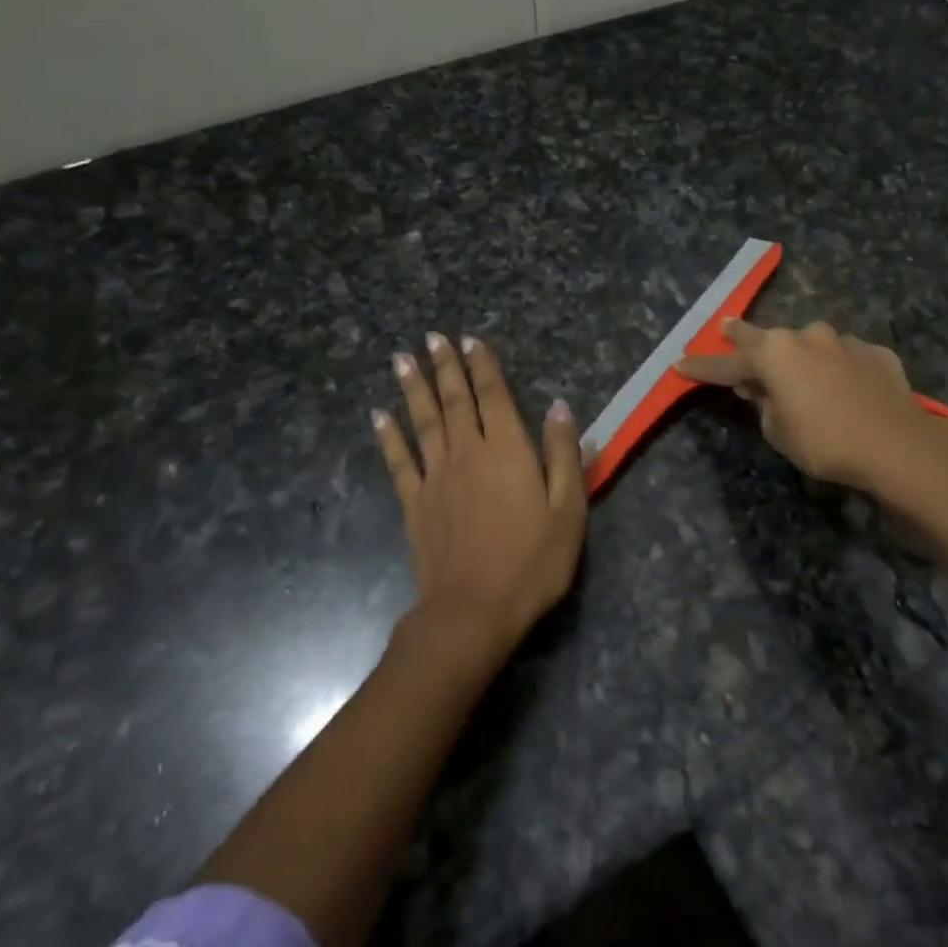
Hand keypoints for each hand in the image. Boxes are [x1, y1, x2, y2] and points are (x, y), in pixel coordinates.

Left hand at [373, 332, 586, 666]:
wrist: (474, 609)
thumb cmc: (533, 562)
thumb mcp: (568, 510)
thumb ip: (564, 454)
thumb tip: (559, 406)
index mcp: (508, 451)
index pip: (495, 397)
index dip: (483, 366)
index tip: (471, 340)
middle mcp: (468, 453)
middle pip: (456, 401)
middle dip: (446, 367)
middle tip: (432, 337)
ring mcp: (436, 477)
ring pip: (424, 422)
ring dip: (414, 389)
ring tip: (403, 358)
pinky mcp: (415, 504)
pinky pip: (399, 462)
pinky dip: (388, 437)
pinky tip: (379, 416)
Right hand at [677, 319, 947, 491]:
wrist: (898, 445)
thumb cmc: (825, 442)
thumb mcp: (779, 432)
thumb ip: (763, 405)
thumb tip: (761, 389)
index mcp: (775, 354)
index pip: (727, 363)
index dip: (702, 367)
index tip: (680, 363)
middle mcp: (807, 336)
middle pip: (769, 340)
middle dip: (746, 339)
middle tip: (728, 330)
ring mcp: (844, 340)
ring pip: (811, 346)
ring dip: (801, 358)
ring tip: (803, 379)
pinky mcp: (876, 352)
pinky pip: (846, 358)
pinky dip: (838, 369)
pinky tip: (846, 389)